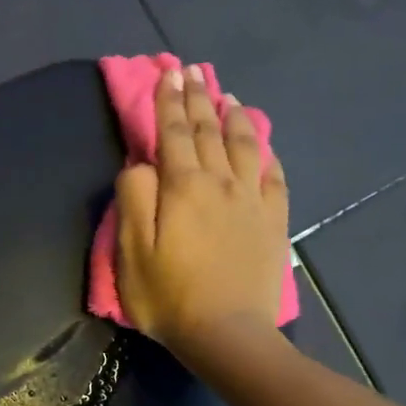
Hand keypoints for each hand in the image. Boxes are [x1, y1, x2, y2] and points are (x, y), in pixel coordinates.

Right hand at [114, 64, 289, 357]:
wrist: (227, 334)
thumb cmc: (169, 296)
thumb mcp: (132, 251)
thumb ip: (134, 199)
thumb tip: (141, 164)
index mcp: (183, 186)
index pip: (173, 132)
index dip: (168, 101)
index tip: (167, 73)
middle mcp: (221, 183)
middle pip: (209, 131)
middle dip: (198, 98)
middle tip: (193, 71)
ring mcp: (252, 201)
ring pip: (245, 145)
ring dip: (233, 116)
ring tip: (227, 96)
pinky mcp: (273, 222)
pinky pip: (274, 176)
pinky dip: (267, 153)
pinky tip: (263, 144)